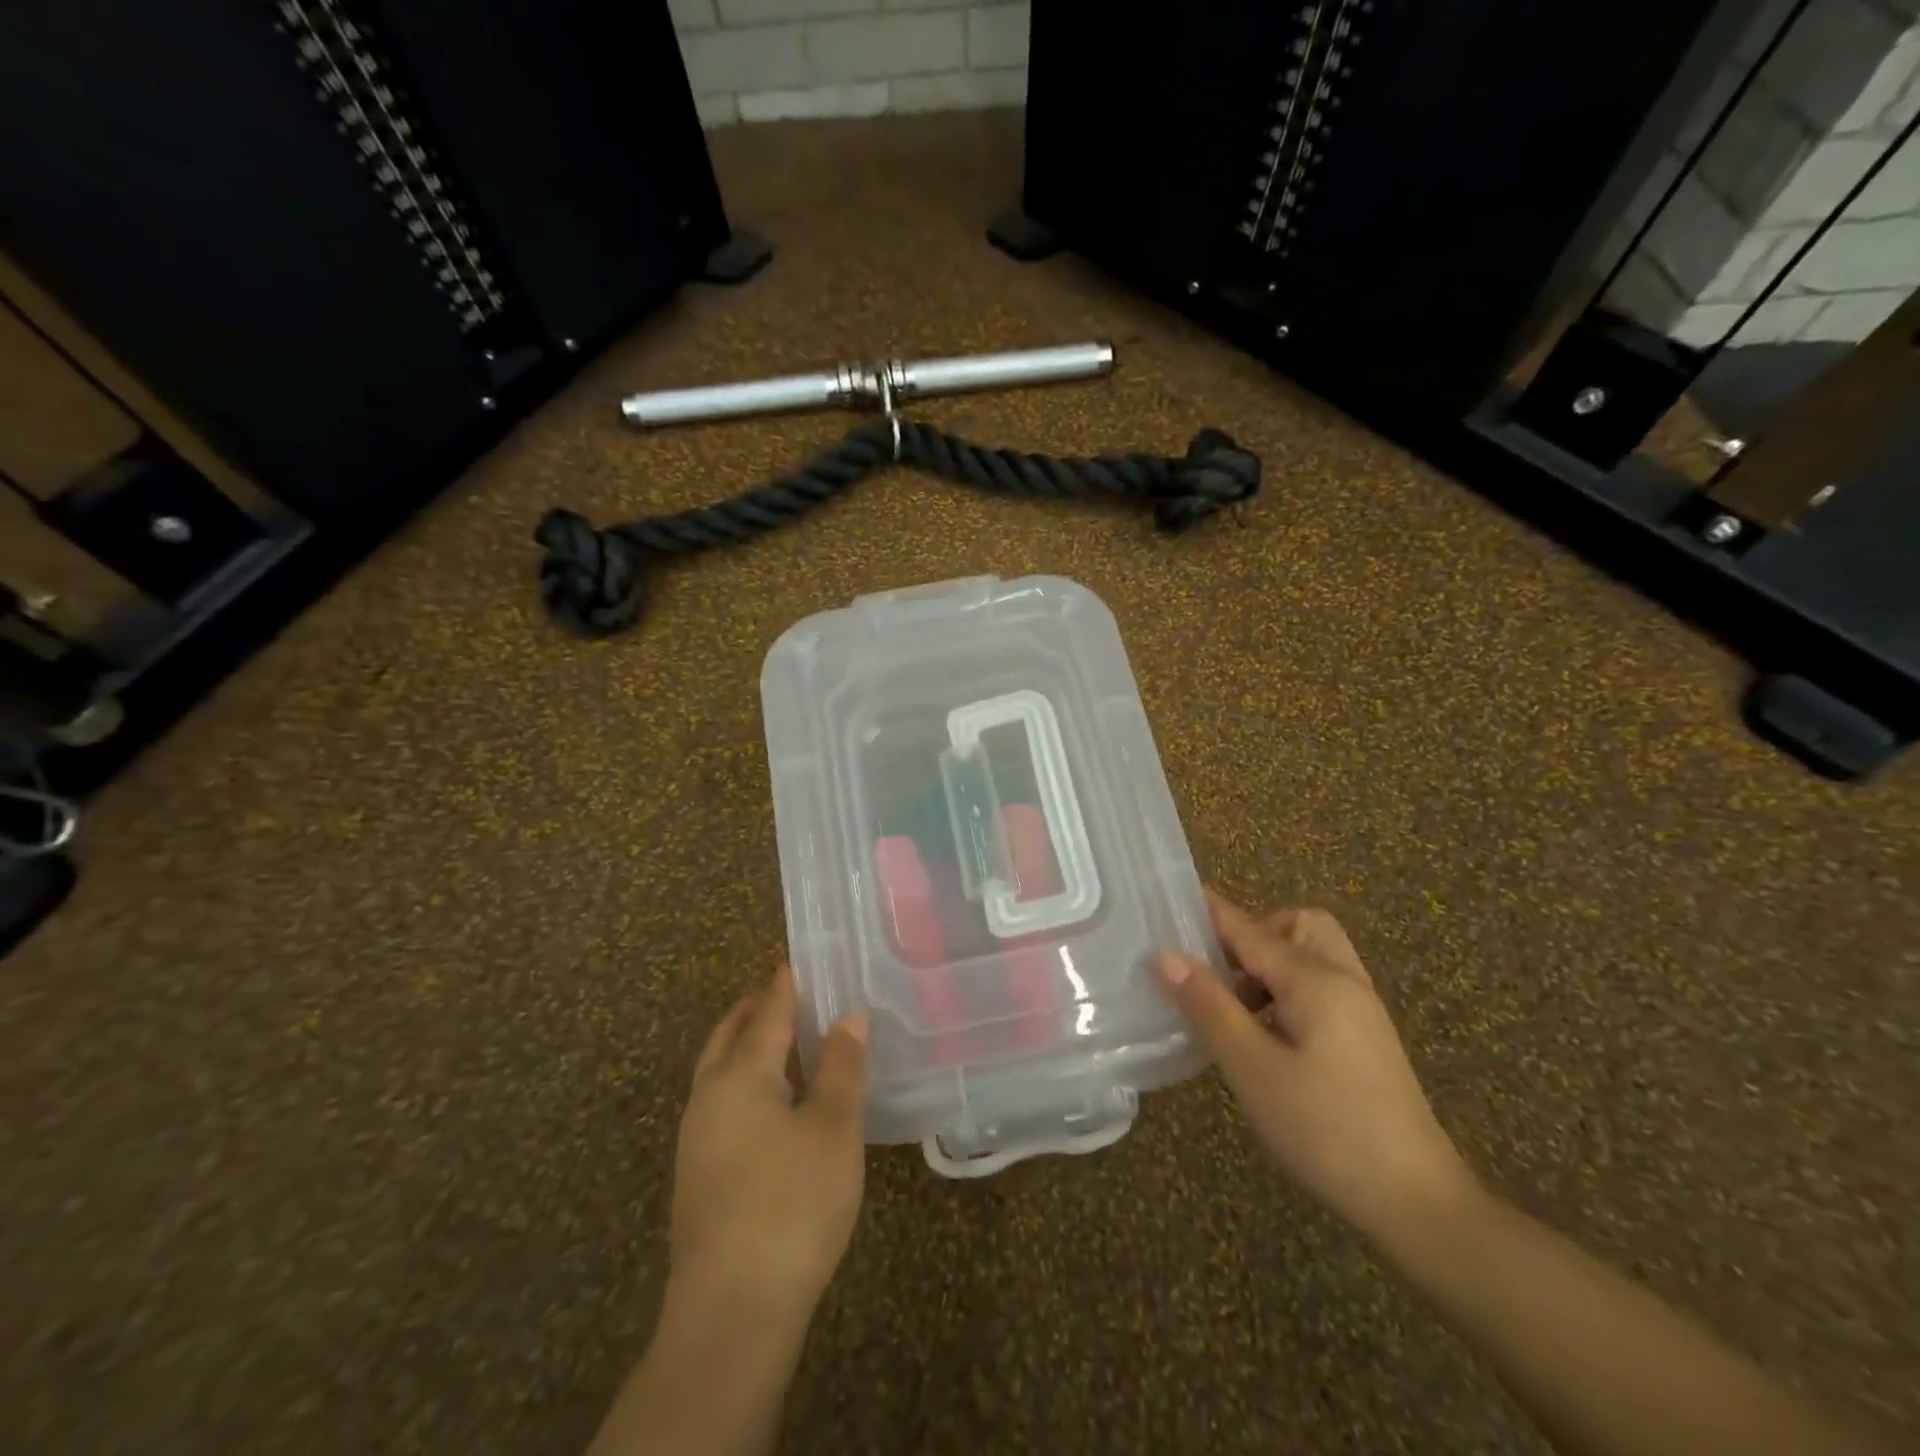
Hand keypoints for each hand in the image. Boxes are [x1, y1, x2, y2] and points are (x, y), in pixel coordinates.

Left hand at [668, 967, 868, 1325]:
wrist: (731, 1312)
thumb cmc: (792, 1204)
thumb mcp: (832, 1128)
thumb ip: (841, 1067)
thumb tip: (849, 1015)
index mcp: (740, 1074)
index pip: (767, 1011)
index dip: (785, 983)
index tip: (798, 959)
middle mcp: (709, 1096)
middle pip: (730, 1034)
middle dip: (757, 1008)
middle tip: (789, 990)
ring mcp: (696, 1137)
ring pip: (719, 1069)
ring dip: (747, 1044)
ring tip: (784, 1038)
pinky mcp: (698, 1173)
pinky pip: (721, 1101)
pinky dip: (744, 1079)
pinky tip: (772, 1101)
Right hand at [1159, 889, 1473, 1238]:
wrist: (1417, 1202)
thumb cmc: (1325, 1129)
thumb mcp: (1252, 1068)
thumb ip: (1208, 1006)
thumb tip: (1165, 955)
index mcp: (1315, 980)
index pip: (1251, 930)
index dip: (1211, 913)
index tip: (1171, 897)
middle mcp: (1343, 980)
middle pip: (1296, 926)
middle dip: (1254, 934)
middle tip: (1218, 969)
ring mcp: (1361, 1008)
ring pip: (1312, 955)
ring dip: (1269, 964)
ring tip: (1234, 1007)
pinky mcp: (1366, 1036)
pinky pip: (1321, 985)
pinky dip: (1288, 989)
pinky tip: (1266, 1032)